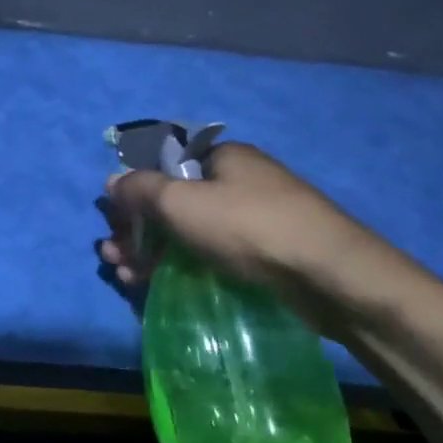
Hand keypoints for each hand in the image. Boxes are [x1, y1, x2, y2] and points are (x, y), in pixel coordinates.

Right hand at [100, 143, 385, 335]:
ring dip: (151, 251)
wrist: (330, 276)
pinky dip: (181, 265)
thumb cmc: (248, 226)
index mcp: (222, 158)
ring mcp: (254, 218)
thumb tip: (113, 180)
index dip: (134, 190)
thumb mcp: (181, 202)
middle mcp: (238, 181)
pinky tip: (158, 284)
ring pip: (189, 231)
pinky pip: (211, 253)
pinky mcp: (265, 253)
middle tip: (114, 254)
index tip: (114, 220)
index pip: (164, 164)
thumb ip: (140, 189)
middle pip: (173, 201)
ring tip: (126, 275)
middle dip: (137, 228)